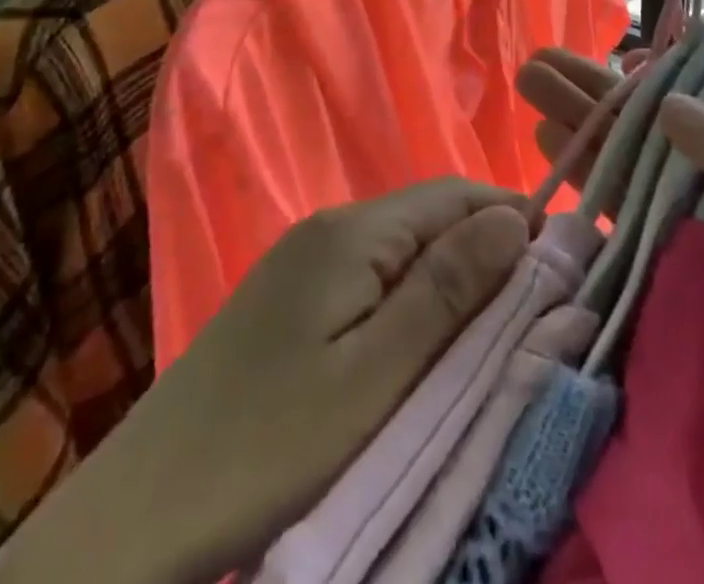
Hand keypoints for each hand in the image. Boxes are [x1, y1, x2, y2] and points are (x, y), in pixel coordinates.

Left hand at [0, 180, 528, 583]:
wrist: (143, 508)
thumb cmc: (272, 446)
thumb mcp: (377, 375)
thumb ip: (447, 290)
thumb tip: (513, 219)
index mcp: (353, 232)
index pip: (454, 196)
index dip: (511, 219)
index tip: (560, 265)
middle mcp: (329, 227)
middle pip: (428, 218)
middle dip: (485, 252)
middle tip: (531, 313)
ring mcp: (304, 260)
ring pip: (401, 249)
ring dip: (450, 279)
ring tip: (487, 334)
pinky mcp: (289, 298)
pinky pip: (370, 277)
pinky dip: (410, 300)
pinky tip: (420, 342)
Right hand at [518, 51, 703, 583]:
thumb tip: (669, 107)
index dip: (656, 83)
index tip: (601, 69)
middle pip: (666, 133)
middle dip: (602, 99)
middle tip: (538, 68)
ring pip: (644, 177)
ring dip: (590, 140)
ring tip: (532, 105)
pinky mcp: (701, 292)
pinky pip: (642, 236)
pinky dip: (600, 205)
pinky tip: (558, 177)